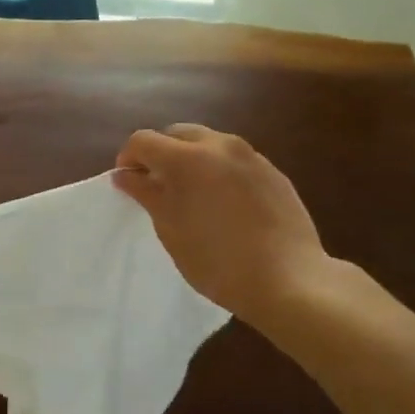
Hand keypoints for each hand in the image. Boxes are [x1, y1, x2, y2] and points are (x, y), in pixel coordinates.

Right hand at [114, 124, 329, 322]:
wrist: (288, 279)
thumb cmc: (217, 260)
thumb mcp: (170, 228)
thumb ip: (145, 193)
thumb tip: (125, 173)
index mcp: (187, 157)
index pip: (143, 140)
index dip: (129, 158)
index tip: (129, 184)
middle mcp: (219, 145)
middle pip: (177, 134)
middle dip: (161, 154)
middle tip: (158, 187)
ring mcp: (251, 156)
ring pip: (209, 144)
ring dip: (191, 160)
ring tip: (193, 196)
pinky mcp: (273, 172)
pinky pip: (235, 161)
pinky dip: (220, 172)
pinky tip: (226, 206)